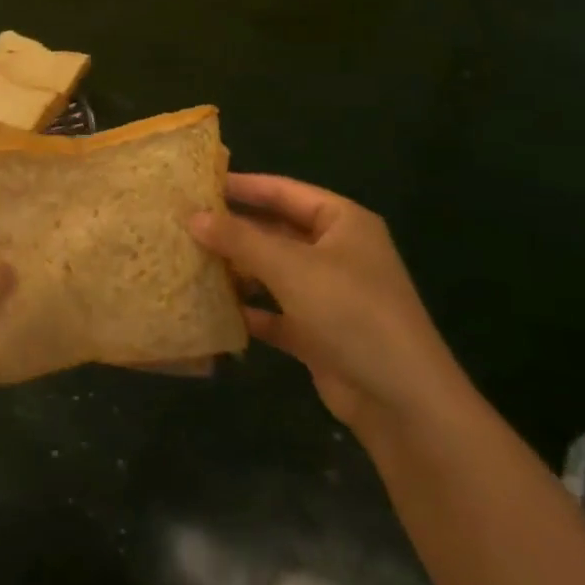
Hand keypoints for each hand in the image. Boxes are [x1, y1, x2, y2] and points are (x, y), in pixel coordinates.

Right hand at [189, 174, 470, 435]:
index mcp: (342, 223)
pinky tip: (212, 309)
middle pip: (276, 231)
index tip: (197, 183)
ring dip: (236, 270)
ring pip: (272, 272)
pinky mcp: (317, 333)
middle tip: (183, 223)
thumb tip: (192, 216)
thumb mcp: (290, 267)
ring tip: (189, 261)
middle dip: (233, 230)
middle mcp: (336, 252)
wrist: (401, 401)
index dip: (242, 186)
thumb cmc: (350, 312)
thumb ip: (239, 239)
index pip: (284, 191)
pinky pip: (275, 312)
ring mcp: (328, 294)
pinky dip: (248, 310)